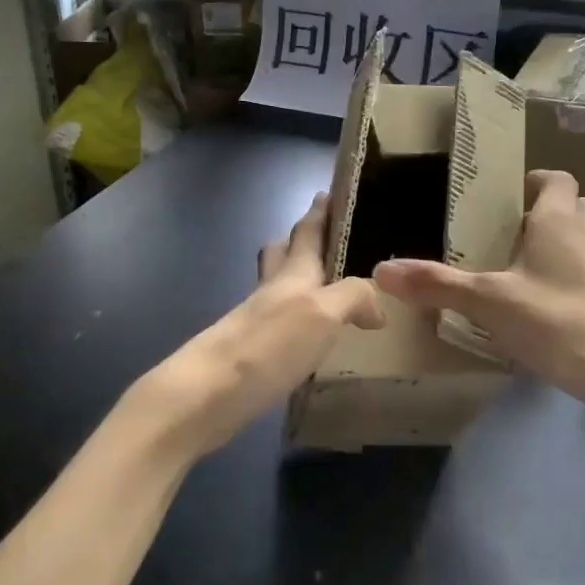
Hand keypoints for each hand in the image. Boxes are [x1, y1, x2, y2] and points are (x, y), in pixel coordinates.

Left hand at [137, 193, 383, 459]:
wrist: (208, 393)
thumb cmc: (269, 345)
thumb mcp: (323, 314)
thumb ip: (353, 298)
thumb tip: (376, 306)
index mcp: (292, 273)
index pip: (307, 231)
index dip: (320, 212)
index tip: (329, 191)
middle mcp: (272, 291)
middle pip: (282, 253)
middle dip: (300, 241)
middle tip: (327, 241)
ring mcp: (256, 321)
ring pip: (277, 287)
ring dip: (297, 281)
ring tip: (327, 291)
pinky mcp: (250, 352)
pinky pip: (278, 323)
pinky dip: (295, 320)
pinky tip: (310, 337)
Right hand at [373, 170, 584, 416]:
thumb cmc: (558, 323)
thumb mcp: (489, 303)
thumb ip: (436, 285)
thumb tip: (381, 270)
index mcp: (558, 220)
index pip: (555, 178)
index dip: (532, 182)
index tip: (502, 200)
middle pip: (571, 206)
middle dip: (541, 214)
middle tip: (504, 237)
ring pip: (582, 238)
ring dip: (557, 245)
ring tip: (518, 271)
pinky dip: (568, 275)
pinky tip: (543, 307)